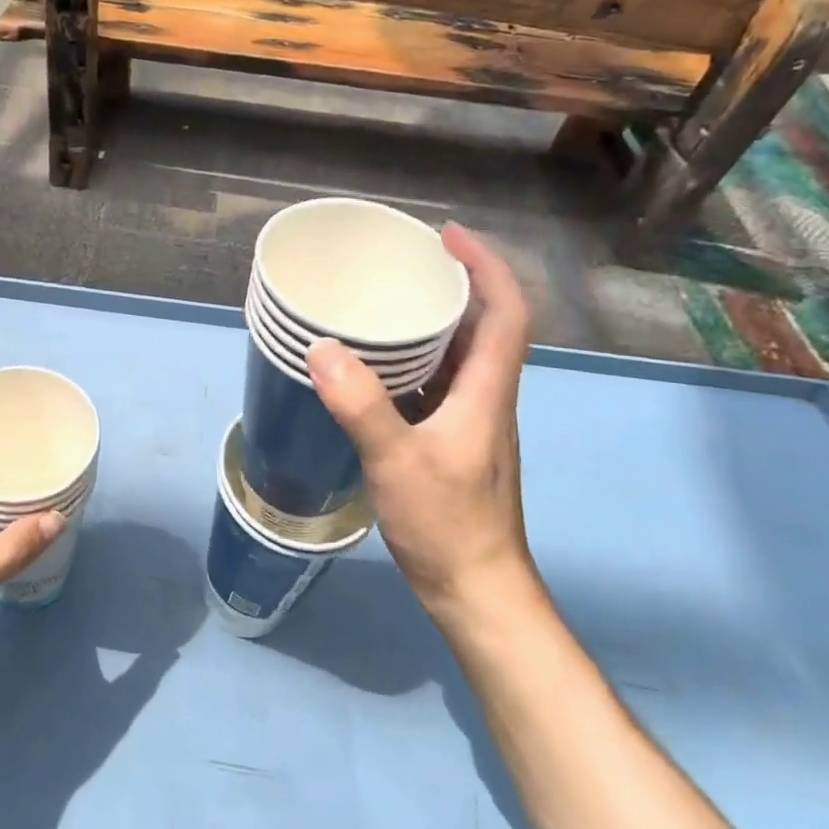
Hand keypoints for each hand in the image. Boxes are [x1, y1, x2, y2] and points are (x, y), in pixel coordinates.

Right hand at [306, 224, 537, 623]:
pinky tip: (372, 366)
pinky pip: (436, 382)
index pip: (506, 311)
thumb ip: (362, 407)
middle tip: (404, 262)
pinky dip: (412, 360)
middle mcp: (485, 397)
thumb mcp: (398, 462)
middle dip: (453, 283)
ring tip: (384, 301)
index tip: (446, 235)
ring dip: (433, 321)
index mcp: (487, 390)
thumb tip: (321, 348)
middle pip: (485, 325)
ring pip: (460, 354)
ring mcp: (470, 421)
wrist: (477, 593)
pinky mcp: (451, 441)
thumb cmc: (448, 525)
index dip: (486, 266)